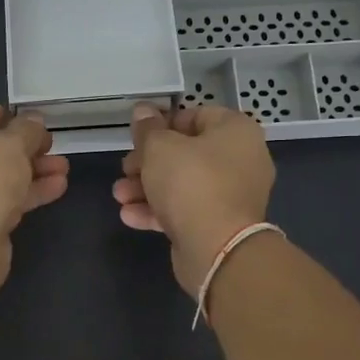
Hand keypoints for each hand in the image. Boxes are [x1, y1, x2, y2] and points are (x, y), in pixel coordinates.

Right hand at [113, 103, 274, 295]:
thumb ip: (148, 128)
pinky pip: (186, 210)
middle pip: (186, 152)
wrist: (217, 248)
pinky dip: (158, 210)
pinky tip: (129, 216)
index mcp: (235, 132)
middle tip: (125, 169)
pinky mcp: (219, 224)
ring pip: (182, 184)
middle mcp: (240, 160)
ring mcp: (231, 195)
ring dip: (146, 188)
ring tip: (119, 196)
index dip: (162, 123)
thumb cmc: (191, 183)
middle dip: (147, 162)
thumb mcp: (160, 147)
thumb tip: (143, 110)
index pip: (195, 115)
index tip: (136, 135)